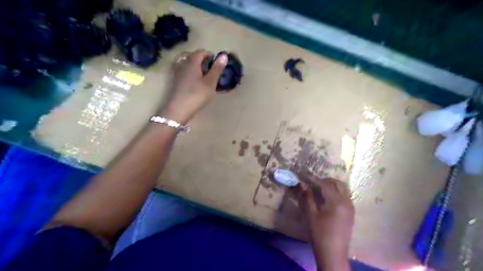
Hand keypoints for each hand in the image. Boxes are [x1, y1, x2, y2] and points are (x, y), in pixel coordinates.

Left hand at [161, 49, 227, 123]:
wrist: (179, 109)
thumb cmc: (197, 94)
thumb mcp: (210, 82)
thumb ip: (217, 68)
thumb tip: (224, 55)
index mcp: (192, 61)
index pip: (201, 52)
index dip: (210, 56)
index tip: (218, 64)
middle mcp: (183, 64)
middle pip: (194, 57)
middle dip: (204, 62)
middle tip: (213, 72)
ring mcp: (177, 72)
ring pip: (189, 65)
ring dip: (198, 68)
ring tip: (205, 78)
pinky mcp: (175, 81)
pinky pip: (185, 73)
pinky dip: (192, 74)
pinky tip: (196, 84)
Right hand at [296, 176, 353, 270]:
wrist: (333, 253)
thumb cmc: (320, 234)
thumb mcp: (311, 215)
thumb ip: (308, 197)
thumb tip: (303, 184)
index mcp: (336, 202)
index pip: (326, 184)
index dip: (315, 179)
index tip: (306, 176)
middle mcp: (346, 202)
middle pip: (338, 183)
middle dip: (326, 179)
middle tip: (314, 180)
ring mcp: (351, 207)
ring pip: (344, 189)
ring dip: (333, 185)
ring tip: (320, 187)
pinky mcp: (351, 212)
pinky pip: (345, 196)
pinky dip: (337, 192)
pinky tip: (328, 197)